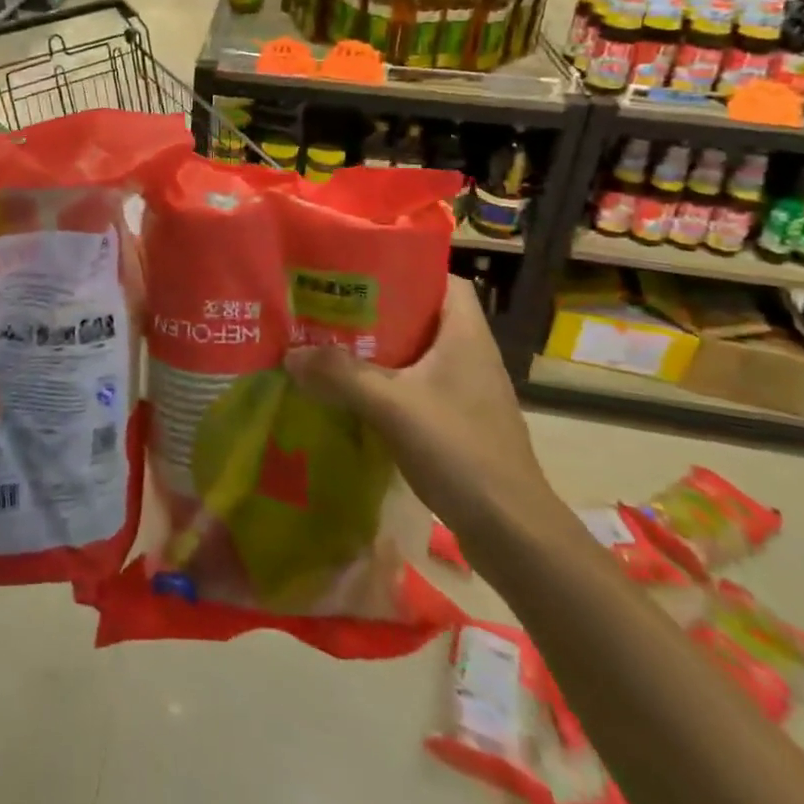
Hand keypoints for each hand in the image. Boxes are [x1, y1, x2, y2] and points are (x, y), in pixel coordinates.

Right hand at [284, 273, 555, 537]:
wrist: (512, 533)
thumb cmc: (459, 450)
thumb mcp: (392, 406)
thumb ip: (341, 375)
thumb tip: (291, 354)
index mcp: (466, 335)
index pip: (444, 280)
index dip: (407, 270)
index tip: (362, 271)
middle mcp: (471, 356)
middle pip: (422, 316)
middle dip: (378, 311)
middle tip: (332, 308)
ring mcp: (467, 393)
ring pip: (417, 355)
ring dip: (379, 352)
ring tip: (332, 346)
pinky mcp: (460, 424)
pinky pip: (417, 389)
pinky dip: (387, 386)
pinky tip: (353, 396)